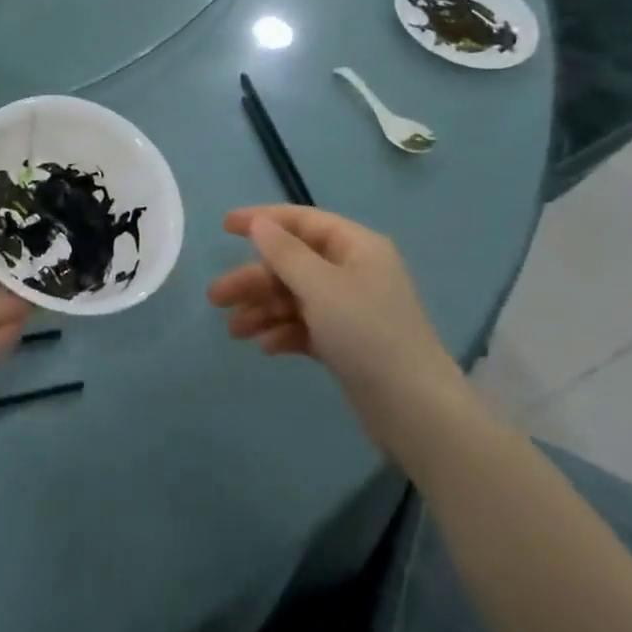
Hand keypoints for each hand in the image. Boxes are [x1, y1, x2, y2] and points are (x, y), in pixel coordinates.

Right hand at [207, 206, 468, 452]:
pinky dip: (284, 331)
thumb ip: (285, 253)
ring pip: (295, 297)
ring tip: (234, 331)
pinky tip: (266, 347)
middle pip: (293, 263)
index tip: (224, 226)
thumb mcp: (321, 288)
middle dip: (254, 279)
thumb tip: (260, 223)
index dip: (262, 220)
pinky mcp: (347, 342)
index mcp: (355, 246)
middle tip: (215, 297)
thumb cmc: (367, 335)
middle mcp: (353, 270)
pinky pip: (306, 325)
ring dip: (264, 309)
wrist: (416, 411)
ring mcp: (351, 308)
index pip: (302, 221)